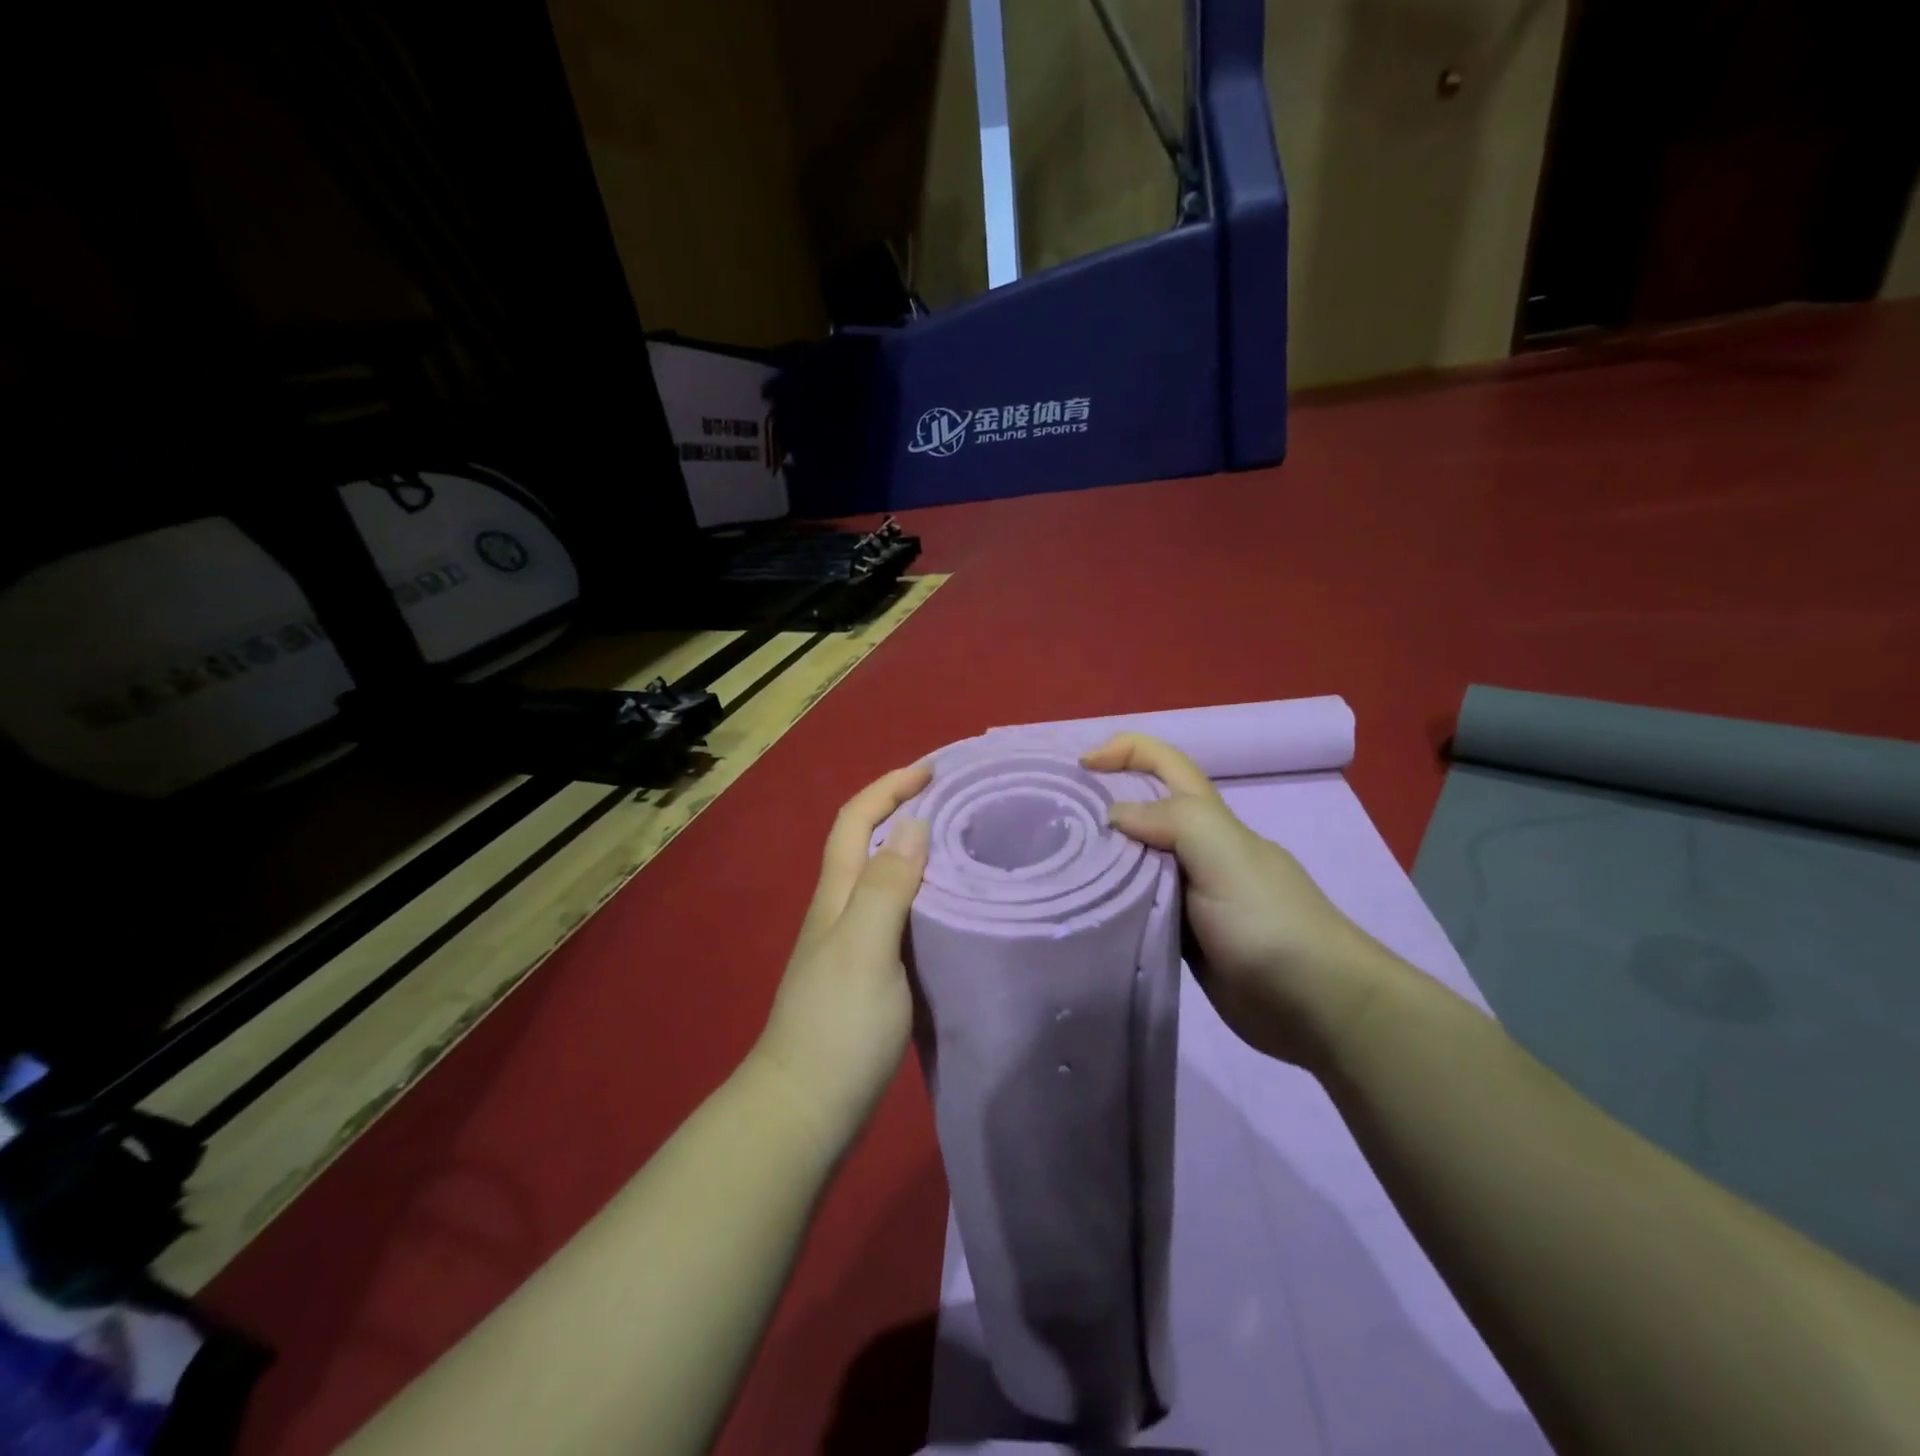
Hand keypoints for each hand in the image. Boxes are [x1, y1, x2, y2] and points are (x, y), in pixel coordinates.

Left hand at [754, 764, 931, 1158]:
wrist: (806, 1109)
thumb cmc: (837, 1025)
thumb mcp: (866, 948)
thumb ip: (888, 886)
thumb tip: (914, 824)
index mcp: (837, 895)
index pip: (856, 820)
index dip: (888, 786)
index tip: (933, 771)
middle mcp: (840, 909)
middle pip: (868, 842)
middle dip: (904, 809)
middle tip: (959, 803)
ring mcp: (851, 943)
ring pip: (884, 878)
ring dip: (916, 851)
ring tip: (966, 846)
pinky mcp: (868, 974)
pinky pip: (897, 914)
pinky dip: (922, 895)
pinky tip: (952, 908)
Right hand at [1082, 733, 1392, 1067]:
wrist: (1316, 1005)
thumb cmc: (1268, 921)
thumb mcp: (1224, 855)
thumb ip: (1172, 820)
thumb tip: (1114, 816)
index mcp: (1209, 820)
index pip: (1165, 763)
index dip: (1125, 751)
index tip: (1079, 767)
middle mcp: (1197, 849)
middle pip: (1144, 810)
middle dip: (1101, 804)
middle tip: (1051, 823)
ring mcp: (1190, 895)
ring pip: (1136, 862)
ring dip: (1102, 857)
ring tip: (1056, 867)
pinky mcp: (1183, 936)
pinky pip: (1139, 907)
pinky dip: (1112, 902)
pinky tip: (1084, 912)